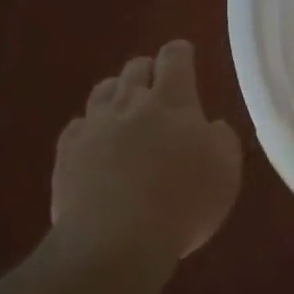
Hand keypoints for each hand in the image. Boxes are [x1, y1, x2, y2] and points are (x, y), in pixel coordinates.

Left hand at [52, 40, 242, 263]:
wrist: (115, 240)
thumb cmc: (183, 202)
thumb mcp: (226, 171)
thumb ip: (222, 139)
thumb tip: (211, 126)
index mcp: (173, 101)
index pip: (175, 58)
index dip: (180, 53)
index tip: (184, 54)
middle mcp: (131, 103)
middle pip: (135, 68)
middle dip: (148, 71)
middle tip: (158, 86)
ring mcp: (94, 125)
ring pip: (103, 91)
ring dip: (117, 94)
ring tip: (125, 111)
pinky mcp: (67, 152)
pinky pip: (78, 126)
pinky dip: (90, 129)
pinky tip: (96, 145)